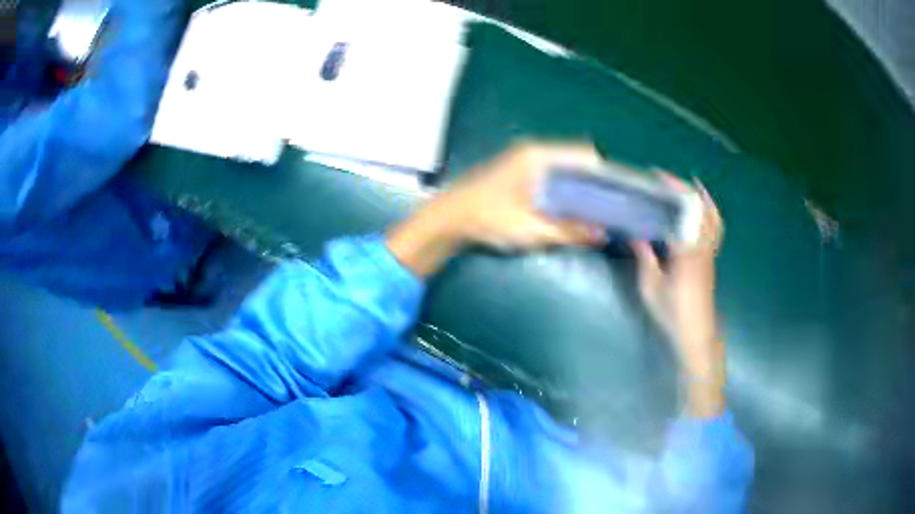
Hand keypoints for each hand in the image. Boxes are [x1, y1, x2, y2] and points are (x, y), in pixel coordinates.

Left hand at [387, 142, 606, 276]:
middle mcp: (533, 151)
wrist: (447, 219)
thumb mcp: (533, 229)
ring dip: (579, 186)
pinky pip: (550, 174)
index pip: (585, 155)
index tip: (619, 194)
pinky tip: (569, 208)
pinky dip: (564, 188)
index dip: (605, 173)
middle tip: (610, 206)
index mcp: (540, 157)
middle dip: (594, 182)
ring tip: (595, 210)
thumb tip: (603, 233)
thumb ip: (570, 231)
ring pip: (563, 167)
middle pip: (576, 160)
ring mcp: (523, 159)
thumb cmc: (489, 220)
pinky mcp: (516, 170)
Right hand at [631, 174, 725, 416]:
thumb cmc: (673, 313)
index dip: (673, 190)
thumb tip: (636, 235)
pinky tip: (697, 215)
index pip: (684, 211)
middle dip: (688, 189)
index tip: (658, 177)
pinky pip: (714, 230)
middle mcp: (703, 247)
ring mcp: (710, 254)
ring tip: (691, 188)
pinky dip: (708, 214)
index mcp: (687, 251)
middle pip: (703, 209)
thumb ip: (645, 258)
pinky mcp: (711, 262)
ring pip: (714, 219)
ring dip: (703, 200)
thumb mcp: (651, 287)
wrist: (696, 334)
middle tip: (672, 180)